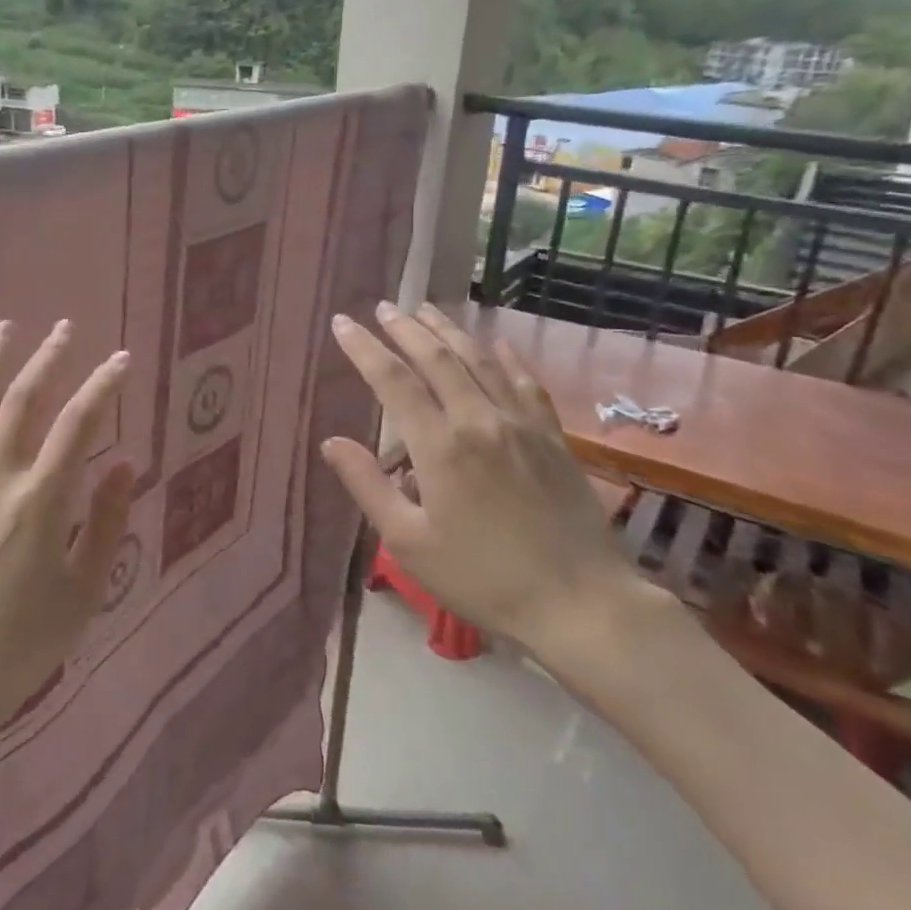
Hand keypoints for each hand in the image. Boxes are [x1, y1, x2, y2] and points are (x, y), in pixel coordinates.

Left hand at [0, 319, 133, 748]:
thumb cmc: (18, 648)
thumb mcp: (82, 594)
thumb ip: (105, 524)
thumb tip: (123, 465)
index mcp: (40, 502)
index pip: (78, 424)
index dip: (103, 386)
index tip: (121, 359)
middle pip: (23, 401)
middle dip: (48, 358)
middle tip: (65, 327)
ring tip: (7, 328)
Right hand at [321, 302, 646, 667]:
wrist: (579, 601)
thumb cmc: (482, 577)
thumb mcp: (410, 543)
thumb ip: (368, 487)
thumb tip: (331, 442)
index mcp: (440, 446)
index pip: (393, 381)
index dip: (365, 348)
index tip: (343, 324)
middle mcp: (479, 420)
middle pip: (437, 358)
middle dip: (405, 329)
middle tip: (383, 307)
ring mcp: (521, 424)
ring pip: (479, 360)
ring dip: (450, 331)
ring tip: (427, 310)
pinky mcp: (552, 436)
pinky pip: (525, 382)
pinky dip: (507, 357)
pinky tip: (498, 343)